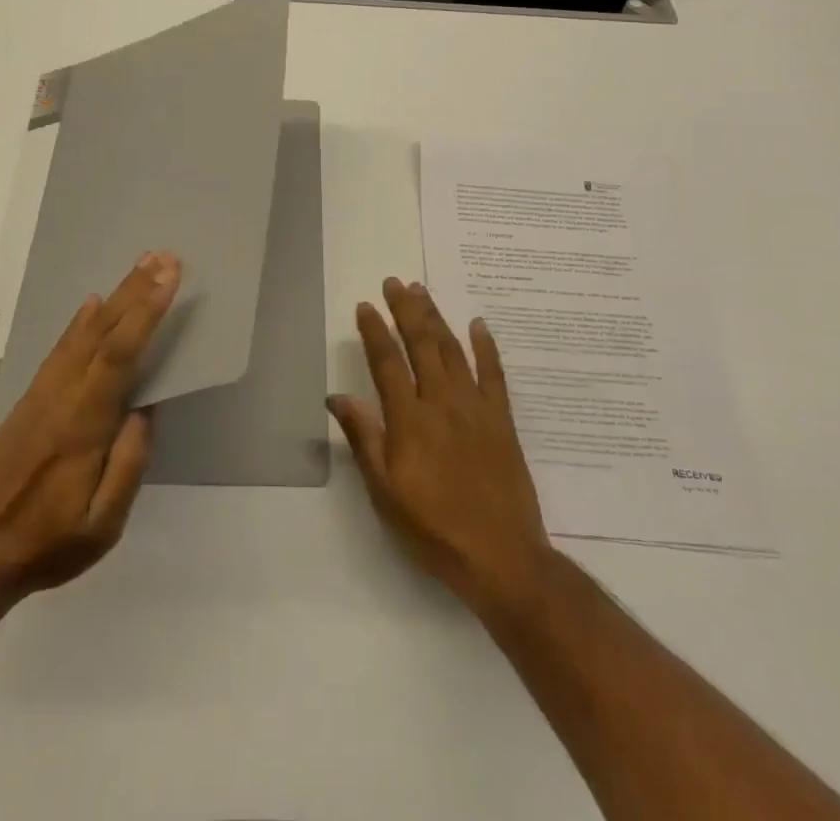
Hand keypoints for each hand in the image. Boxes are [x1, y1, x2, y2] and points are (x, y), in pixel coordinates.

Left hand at [0, 250, 181, 611]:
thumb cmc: (44, 544)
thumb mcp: (101, 526)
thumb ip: (128, 466)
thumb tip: (146, 409)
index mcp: (84, 424)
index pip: (120, 354)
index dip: (145, 312)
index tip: (169, 277)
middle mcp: (62, 397)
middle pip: (103, 331)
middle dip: (135, 291)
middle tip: (162, 256)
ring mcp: (42, 395)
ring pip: (82, 334)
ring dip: (114, 297)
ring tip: (138, 268)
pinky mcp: (29, 400)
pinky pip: (61, 349)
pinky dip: (80, 322)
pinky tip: (92, 306)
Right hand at [329, 278, 554, 616]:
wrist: (501, 556)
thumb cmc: (433, 528)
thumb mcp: (385, 492)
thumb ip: (365, 439)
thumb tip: (337, 397)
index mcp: (409, 419)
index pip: (387, 362)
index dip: (375, 331)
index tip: (366, 305)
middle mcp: (441, 402)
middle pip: (422, 344)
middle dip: (406, 310)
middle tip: (395, 282)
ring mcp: (475, 407)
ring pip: (453, 350)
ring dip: (436, 318)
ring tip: (423, 292)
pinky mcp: (502, 419)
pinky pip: (494, 373)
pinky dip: (486, 346)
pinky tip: (478, 323)